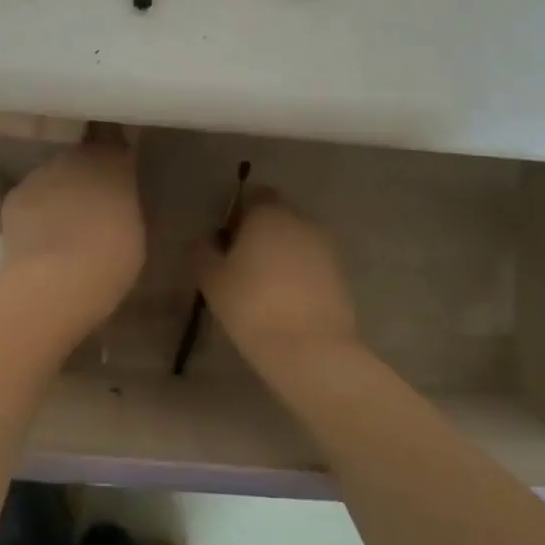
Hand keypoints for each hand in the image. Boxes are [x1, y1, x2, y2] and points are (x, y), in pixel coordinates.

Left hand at [0, 134, 144, 334]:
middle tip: (92, 207)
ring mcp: (39, 174)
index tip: (115, 162)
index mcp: (112, 161)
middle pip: (80, 159)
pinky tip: (39, 241)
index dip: (111, 148)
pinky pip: (30, 201)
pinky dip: (34, 214)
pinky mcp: (14, 196)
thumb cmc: (112, 257)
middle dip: (84, 177)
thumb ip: (121, 203)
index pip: (112, 137)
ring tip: (63, 229)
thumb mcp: (133, 228)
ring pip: (52, 179)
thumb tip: (112, 200)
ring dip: (58, 196)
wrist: (56, 279)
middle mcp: (74, 157)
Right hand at [198, 195, 361, 371]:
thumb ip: (203, 252)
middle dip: (259, 233)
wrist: (312, 351)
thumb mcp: (212, 280)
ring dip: (280, 254)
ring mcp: (326, 249)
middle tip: (239, 263)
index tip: (224, 238)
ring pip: (296, 241)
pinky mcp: (341, 276)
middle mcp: (301, 222)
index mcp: (269, 214)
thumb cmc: (253, 306)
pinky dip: (298, 274)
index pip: (254, 194)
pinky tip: (284, 302)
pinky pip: (311, 264)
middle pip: (277, 216)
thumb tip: (206, 241)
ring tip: (261, 286)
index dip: (237, 212)